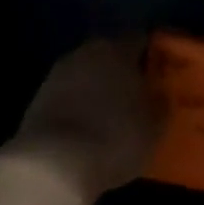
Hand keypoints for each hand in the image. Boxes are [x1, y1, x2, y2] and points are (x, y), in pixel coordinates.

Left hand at [7, 37, 163, 200]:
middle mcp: (85, 54)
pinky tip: (91, 127)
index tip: (165, 71)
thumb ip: (160, 103)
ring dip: (100, 88)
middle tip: (142, 93)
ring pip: (87, 75)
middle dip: (125, 70)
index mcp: (117, 50)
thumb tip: (159, 95)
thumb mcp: (155, 126)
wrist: (54, 165)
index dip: (154, 54)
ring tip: (116, 113)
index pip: (141, 39)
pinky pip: (70, 96)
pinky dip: (81, 106)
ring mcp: (57, 76)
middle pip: (110, 54)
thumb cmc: (116, 137)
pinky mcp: (37, 101)